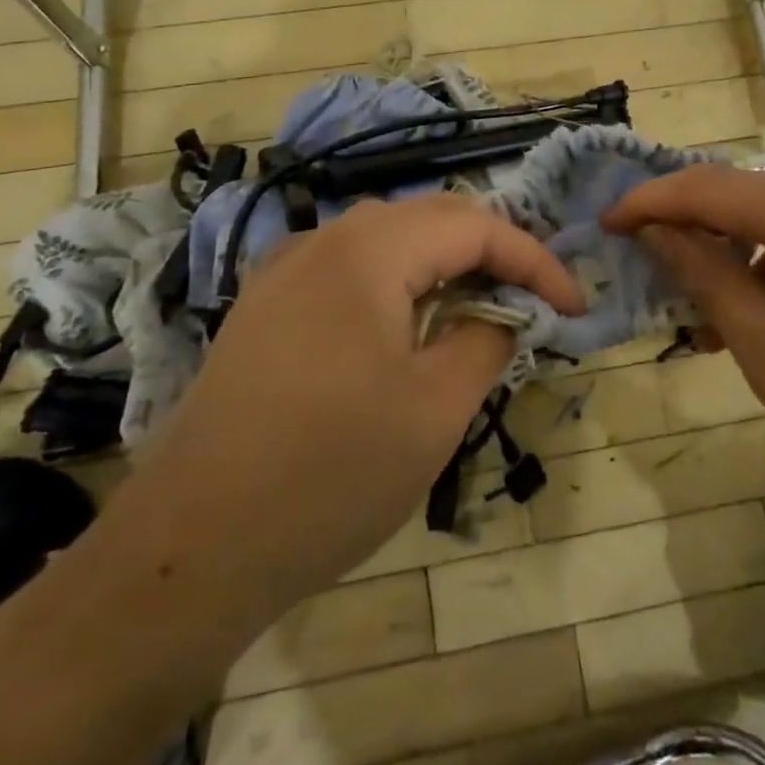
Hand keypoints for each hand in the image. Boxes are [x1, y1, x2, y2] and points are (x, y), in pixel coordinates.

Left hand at [130, 194, 583, 647]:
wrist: (191, 545)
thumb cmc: (328, 474)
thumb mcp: (434, 410)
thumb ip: (485, 339)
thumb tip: (505, 312)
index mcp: (368, 250)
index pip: (474, 225)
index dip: (534, 259)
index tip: (573, 305)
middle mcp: (323, 240)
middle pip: (429, 219)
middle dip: (491, 252)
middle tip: (533, 299)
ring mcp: (285, 271)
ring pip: (387, 240)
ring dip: (443, 265)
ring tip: (481, 307)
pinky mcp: (265, 307)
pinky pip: (349, 269)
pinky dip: (397, 283)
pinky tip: (407, 326)